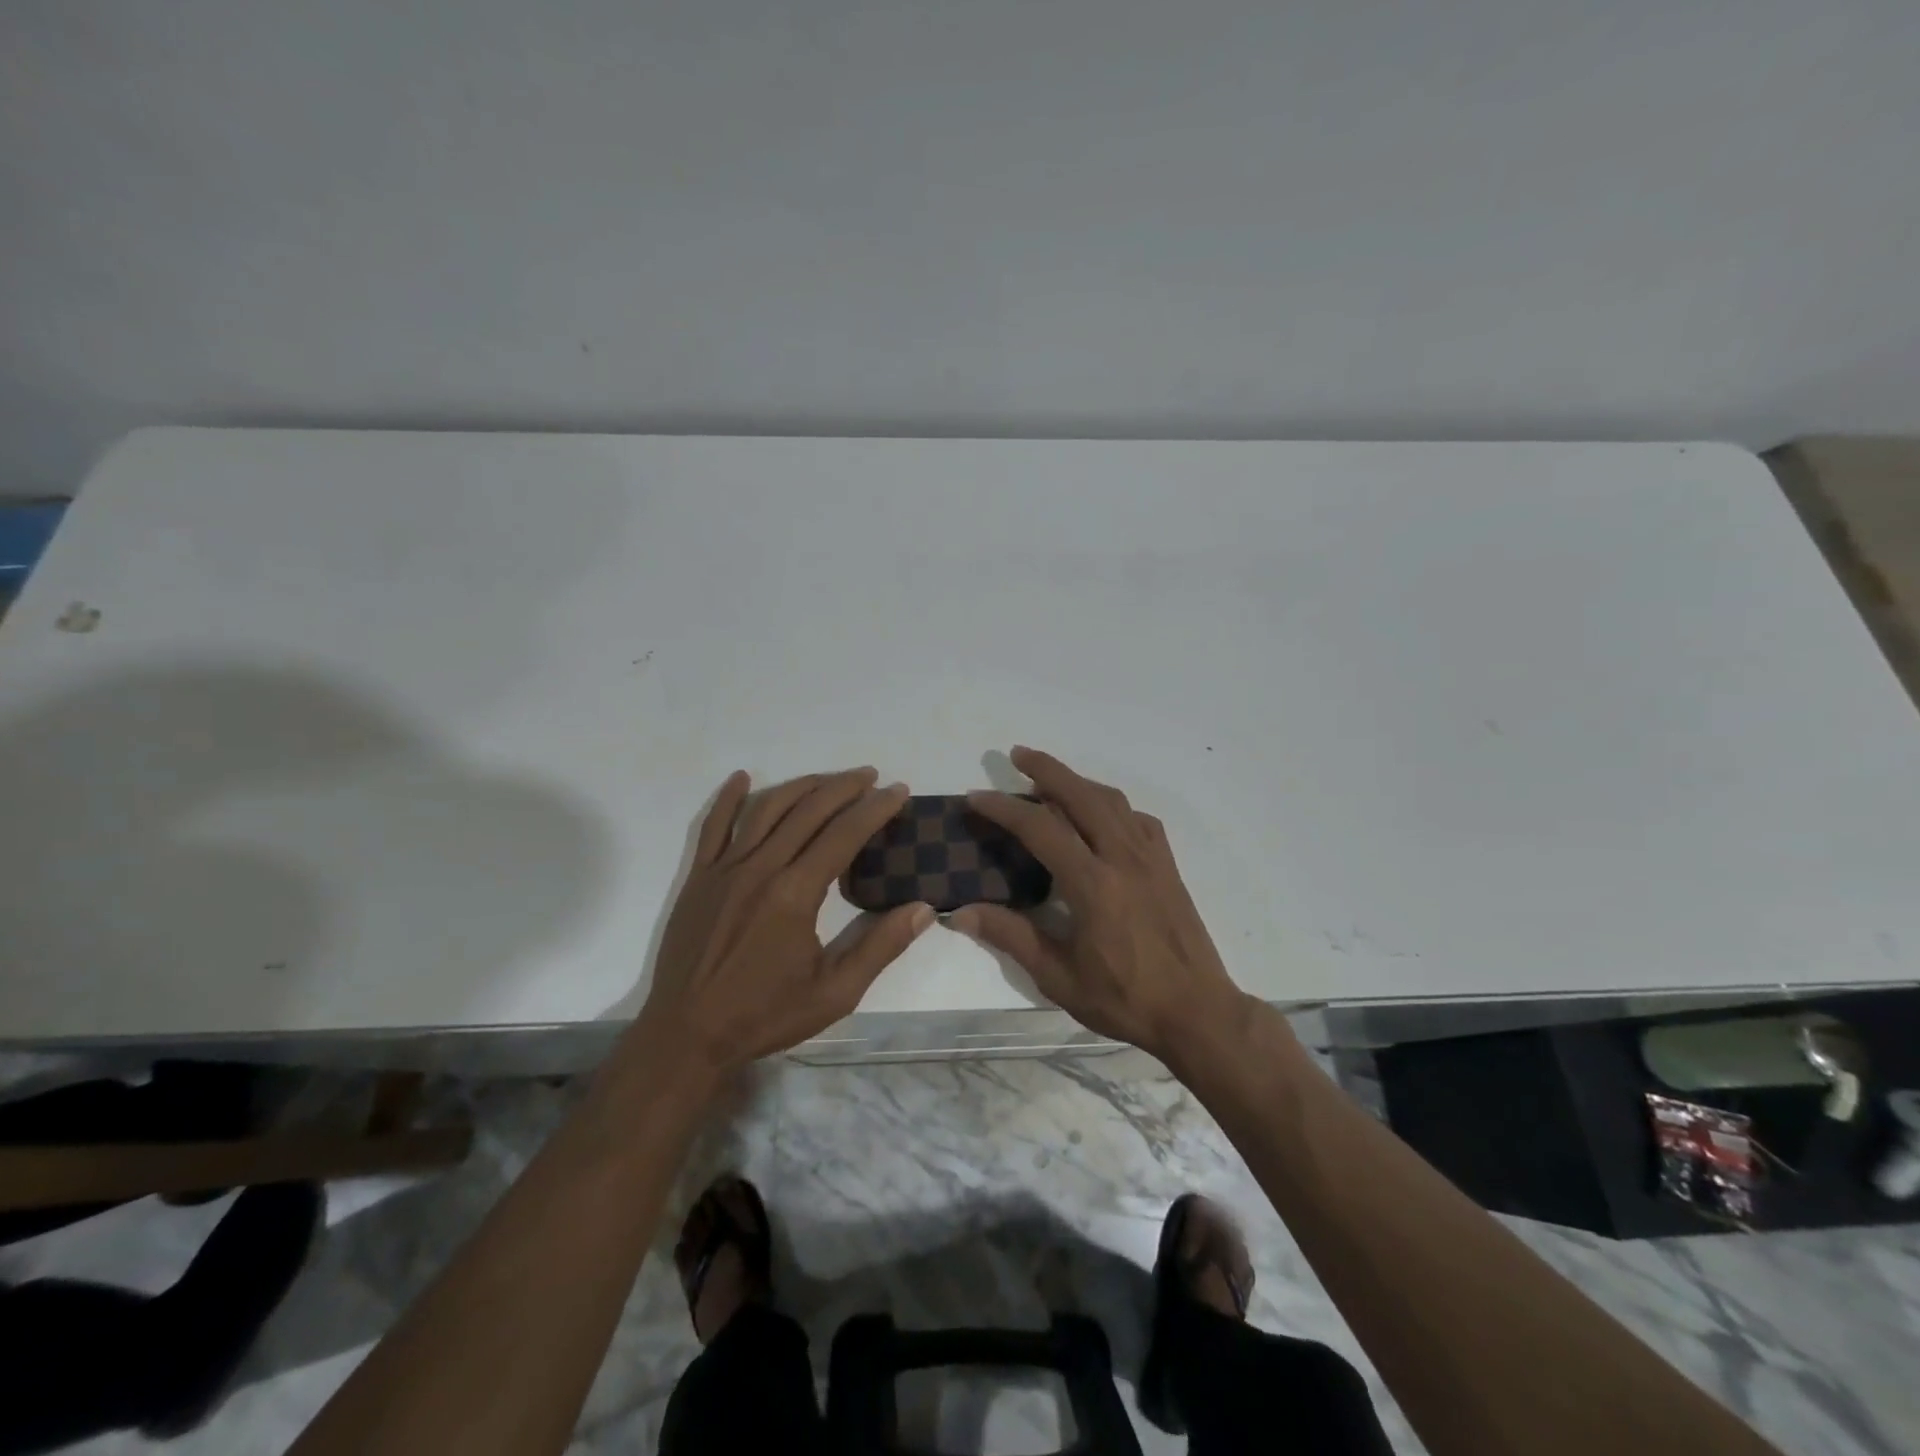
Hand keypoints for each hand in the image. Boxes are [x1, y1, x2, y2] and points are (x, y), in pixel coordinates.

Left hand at [638, 768, 933, 1075]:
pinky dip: (729, 798)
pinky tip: (743, 778)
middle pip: (808, 811)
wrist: (686, 1036)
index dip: (875, 808)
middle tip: (871, 776)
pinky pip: (713, 826)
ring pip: (766, 809)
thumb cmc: (764, 1016)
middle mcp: (760, 868)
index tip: (899, 791)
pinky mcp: (699, 877)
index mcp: (795, 893)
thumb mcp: (835, 994)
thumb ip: (881, 947)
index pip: (844, 834)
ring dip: (801, 786)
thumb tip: (924, 909)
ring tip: (829, 778)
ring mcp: (724, 869)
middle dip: (844, 787)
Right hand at [951, 747, 1244, 1061]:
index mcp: (1093, 884)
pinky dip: (1111, 805)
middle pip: (1080, 795)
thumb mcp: (1059, 977)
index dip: (1004, 808)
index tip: (976, 798)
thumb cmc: (1125, 999)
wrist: (1197, 1012)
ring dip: (1078, 781)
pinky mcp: (1167, 865)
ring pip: (1111, 800)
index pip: (1040, 828)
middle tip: (1016, 754)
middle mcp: (1122, 857)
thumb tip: (960, 912)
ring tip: (1051, 779)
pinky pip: (1136, 819)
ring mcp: (1150, 857)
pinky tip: (1100, 815)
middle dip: (1046, 769)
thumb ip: (1011, 936)